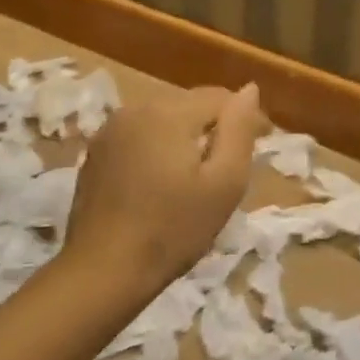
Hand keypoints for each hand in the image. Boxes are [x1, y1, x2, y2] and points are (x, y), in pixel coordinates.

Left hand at [63, 83, 264, 294]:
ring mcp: (110, 130)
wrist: (104, 269)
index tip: (263, 143)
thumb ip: (239, 131)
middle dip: (215, 126)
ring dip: (186, 137)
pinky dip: (158, 149)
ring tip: (200, 174)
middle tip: (232, 165)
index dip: (246, 117)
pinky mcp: (96, 153)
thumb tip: (249, 90)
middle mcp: (136, 109)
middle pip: (189, 105)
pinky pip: (139, 137)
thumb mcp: (224, 183)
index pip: (220, 97)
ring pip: (163, 119)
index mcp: (169, 112)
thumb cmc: (173, 229)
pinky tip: (163, 181)